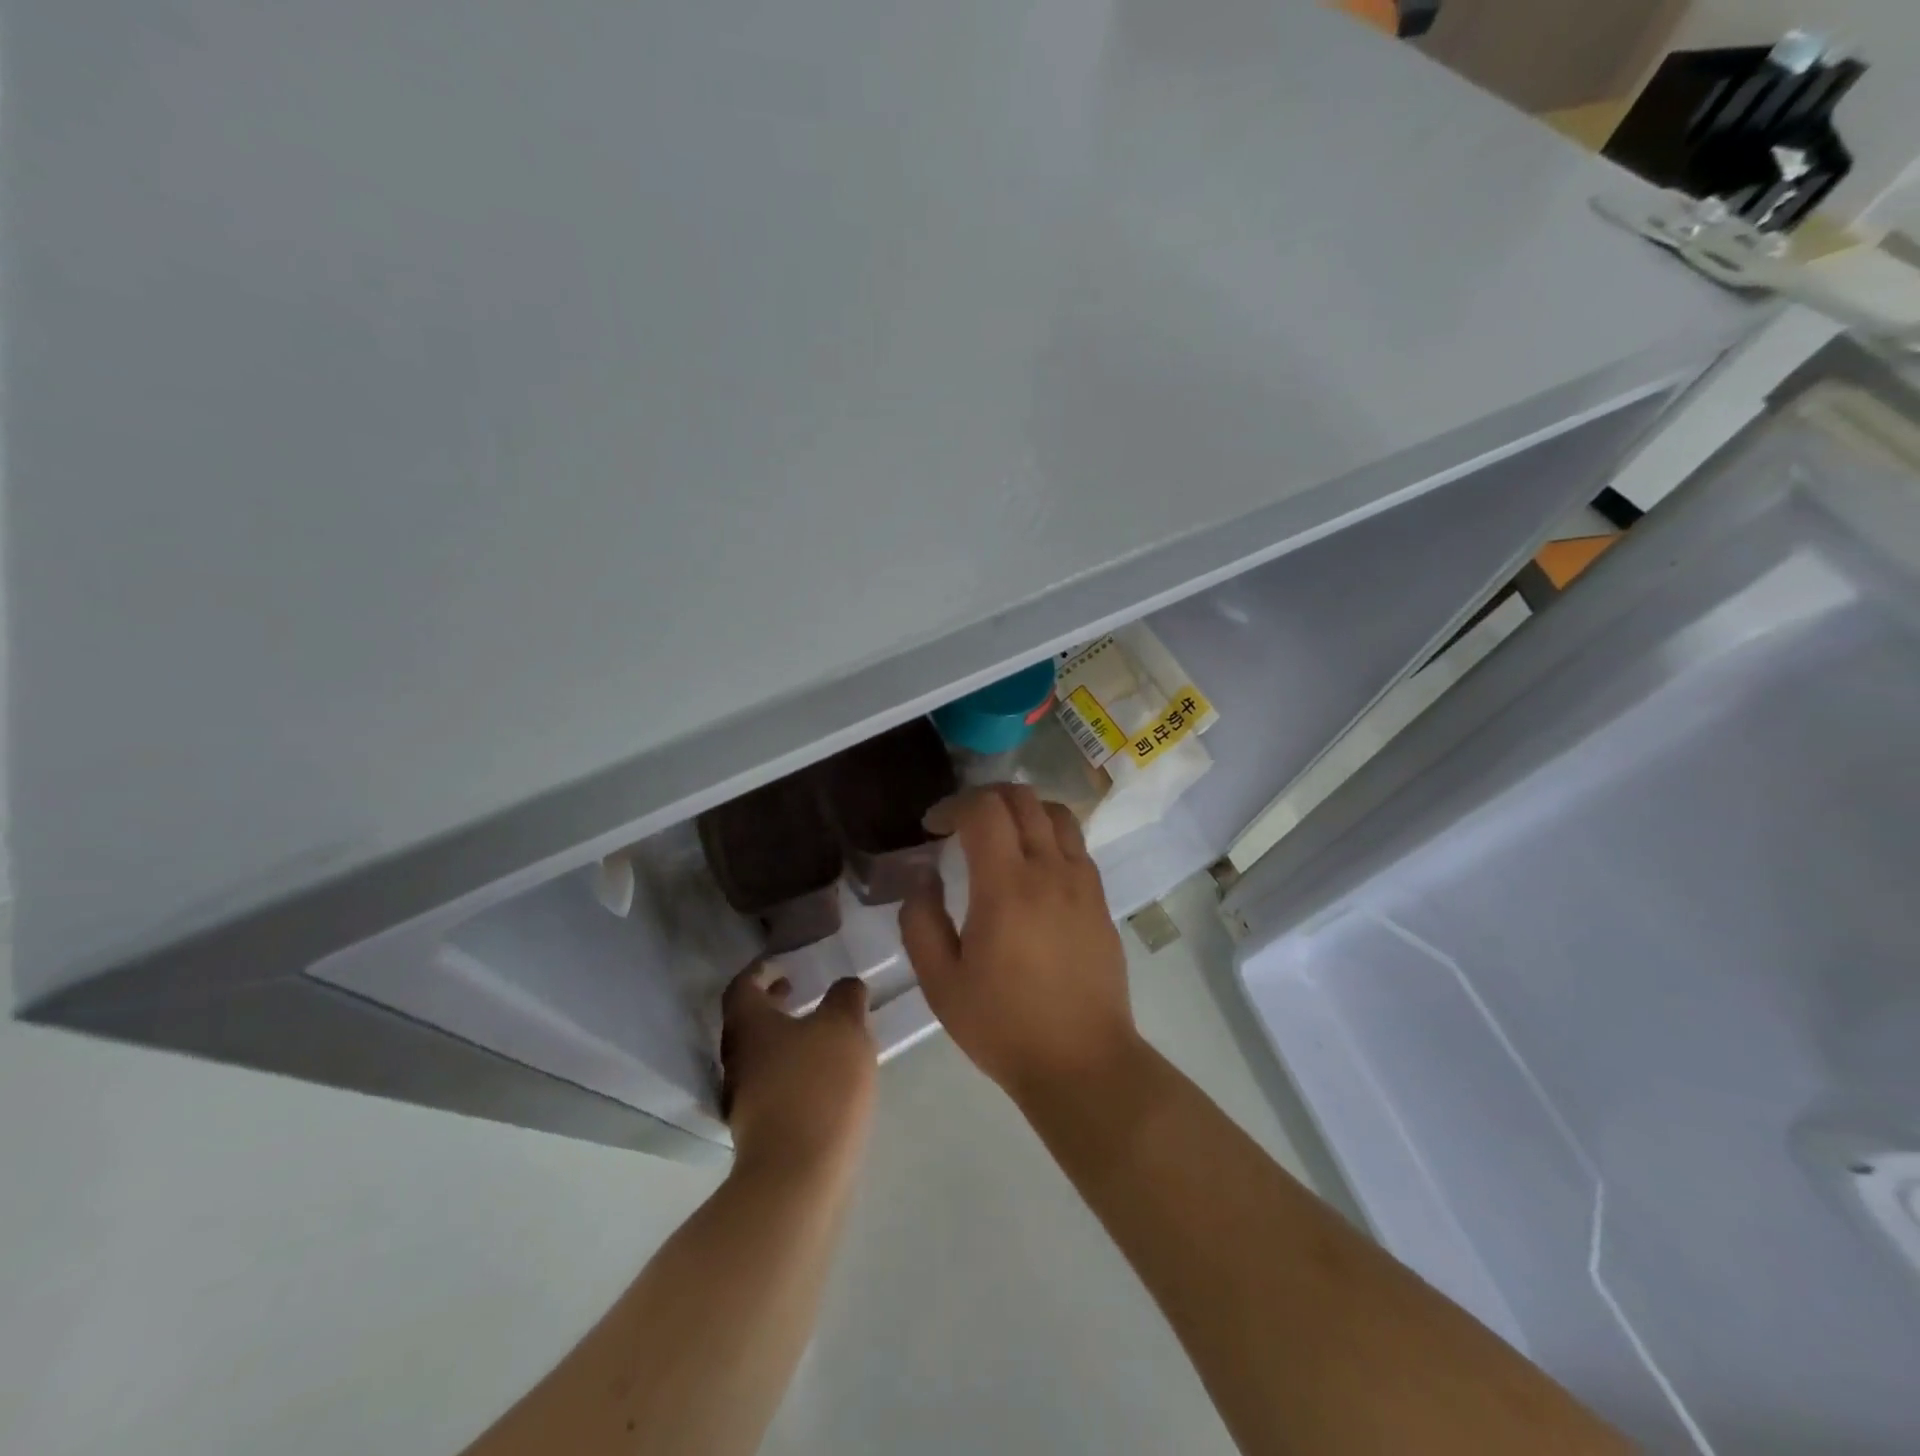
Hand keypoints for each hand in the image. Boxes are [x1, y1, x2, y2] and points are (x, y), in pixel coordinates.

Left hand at [721, 968, 877, 1182]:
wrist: (799, 1175)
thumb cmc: (818, 1084)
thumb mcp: (843, 1027)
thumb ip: (845, 998)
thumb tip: (846, 987)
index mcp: (749, 1025)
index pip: (742, 987)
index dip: (758, 971)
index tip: (778, 963)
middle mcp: (737, 1059)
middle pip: (748, 1022)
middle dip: (772, 1005)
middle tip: (798, 990)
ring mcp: (744, 1099)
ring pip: (761, 1055)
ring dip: (784, 1038)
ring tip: (820, 1033)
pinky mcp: (761, 1130)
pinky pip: (773, 1085)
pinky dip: (792, 1069)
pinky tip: (823, 1076)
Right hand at [899, 785, 1139, 1100]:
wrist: (1083, 1062)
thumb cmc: (1003, 1026)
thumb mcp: (941, 983)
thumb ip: (921, 921)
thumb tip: (923, 876)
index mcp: (1005, 887)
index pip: (983, 810)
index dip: (952, 806)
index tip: (932, 828)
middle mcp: (1049, 870)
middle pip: (1022, 798)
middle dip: (984, 798)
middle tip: (961, 824)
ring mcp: (1082, 882)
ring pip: (1056, 813)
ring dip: (1022, 810)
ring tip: (1000, 836)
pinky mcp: (1100, 899)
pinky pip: (1076, 844)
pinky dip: (1049, 835)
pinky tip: (1034, 867)